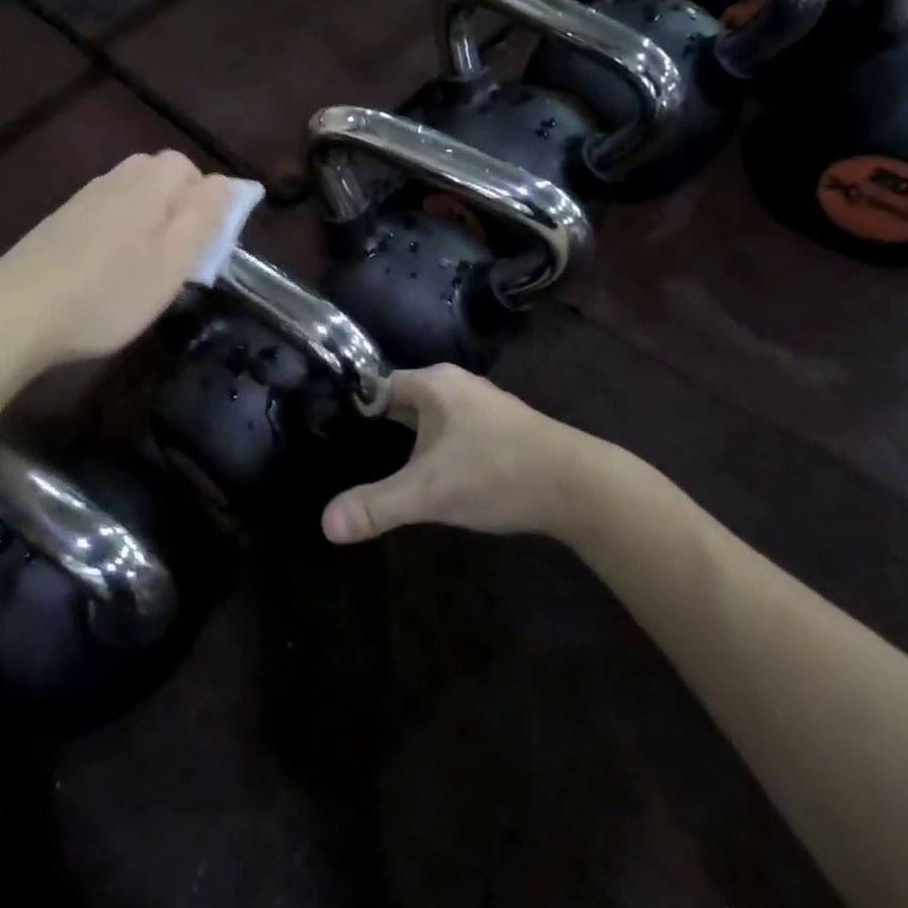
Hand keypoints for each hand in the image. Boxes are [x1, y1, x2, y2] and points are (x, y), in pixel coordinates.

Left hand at [0, 151, 239, 370]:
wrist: (16, 312)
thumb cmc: (109, 291)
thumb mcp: (172, 262)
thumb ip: (203, 217)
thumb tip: (226, 182)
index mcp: (148, 185)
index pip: (188, 168)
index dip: (206, 198)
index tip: (208, 241)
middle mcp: (114, 181)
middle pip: (157, 176)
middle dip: (177, 206)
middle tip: (180, 254)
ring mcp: (81, 201)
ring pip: (129, 195)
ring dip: (147, 220)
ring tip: (146, 267)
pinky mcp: (57, 224)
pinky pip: (103, 214)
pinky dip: (117, 233)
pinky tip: (107, 270)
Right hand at [321, 365, 603, 542]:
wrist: (581, 487)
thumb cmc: (496, 473)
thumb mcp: (428, 493)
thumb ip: (377, 506)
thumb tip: (325, 524)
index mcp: (434, 383)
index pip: (380, 384)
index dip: (356, 405)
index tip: (333, 430)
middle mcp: (458, 385)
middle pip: (406, 399)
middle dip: (383, 423)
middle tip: (353, 451)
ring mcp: (485, 405)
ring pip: (434, 416)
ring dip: (413, 437)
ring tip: (386, 465)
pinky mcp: (506, 428)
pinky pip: (457, 430)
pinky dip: (440, 446)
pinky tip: (437, 473)